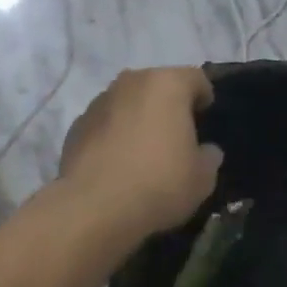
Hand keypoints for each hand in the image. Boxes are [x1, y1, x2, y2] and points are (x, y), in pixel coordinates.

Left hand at [59, 68, 221, 242]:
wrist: (93, 207)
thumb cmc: (158, 183)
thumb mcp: (202, 178)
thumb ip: (209, 157)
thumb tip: (205, 151)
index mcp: (167, 84)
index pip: (196, 78)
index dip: (204, 97)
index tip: (205, 119)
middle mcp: (132, 81)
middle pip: (159, 85)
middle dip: (169, 105)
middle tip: (177, 135)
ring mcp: (100, 101)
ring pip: (129, 101)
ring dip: (139, 117)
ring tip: (144, 150)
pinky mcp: (77, 124)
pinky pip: (106, 123)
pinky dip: (114, 134)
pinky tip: (118, 163)